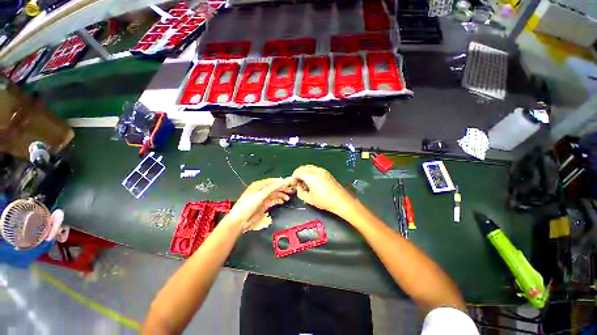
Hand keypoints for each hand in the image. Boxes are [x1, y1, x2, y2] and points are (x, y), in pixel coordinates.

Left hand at [224, 178, 294, 231]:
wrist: (240, 220)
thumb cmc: (249, 205)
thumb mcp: (261, 194)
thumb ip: (273, 187)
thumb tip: (284, 180)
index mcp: (259, 185)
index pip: (273, 181)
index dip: (281, 181)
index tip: (290, 182)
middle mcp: (261, 190)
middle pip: (274, 187)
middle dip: (283, 188)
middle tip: (292, 190)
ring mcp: (263, 198)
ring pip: (275, 194)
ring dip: (281, 195)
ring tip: (288, 198)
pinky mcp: (264, 205)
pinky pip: (273, 200)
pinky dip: (278, 200)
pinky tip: (283, 201)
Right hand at [291, 165, 355, 214]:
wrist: (340, 200)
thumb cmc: (324, 201)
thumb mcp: (309, 199)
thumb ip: (300, 192)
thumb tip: (299, 187)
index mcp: (311, 177)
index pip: (298, 171)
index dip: (294, 177)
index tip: (294, 184)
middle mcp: (316, 171)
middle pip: (303, 168)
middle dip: (298, 174)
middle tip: (298, 183)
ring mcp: (322, 170)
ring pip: (309, 167)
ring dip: (304, 173)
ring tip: (306, 183)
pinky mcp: (326, 172)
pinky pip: (315, 169)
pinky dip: (310, 173)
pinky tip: (313, 182)